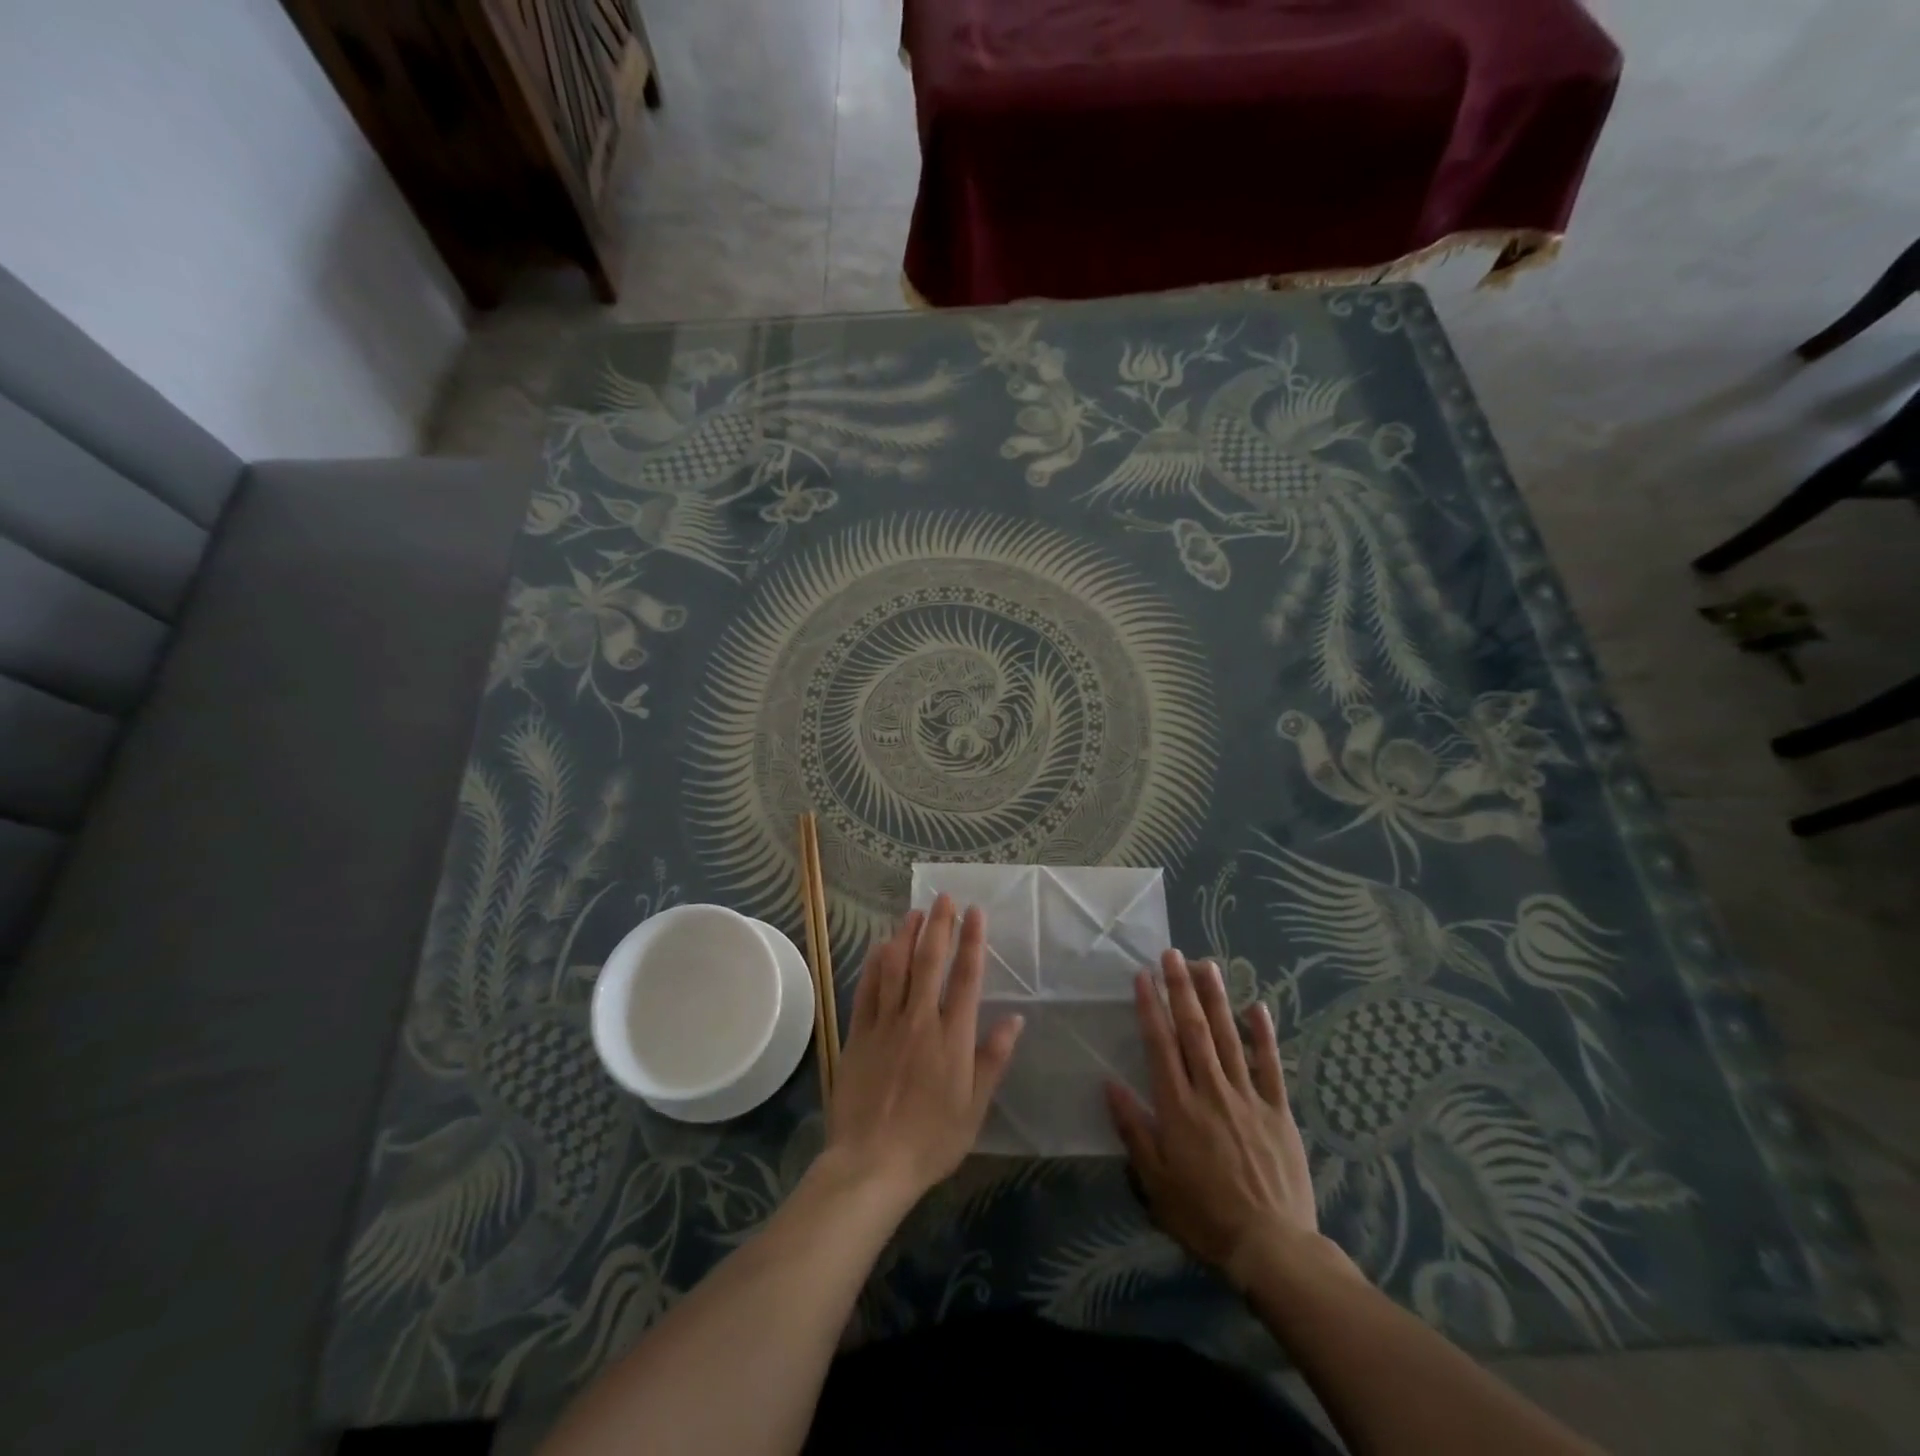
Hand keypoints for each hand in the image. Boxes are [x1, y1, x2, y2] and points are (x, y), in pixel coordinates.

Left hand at [825, 895, 1024, 1204]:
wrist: (871, 1163)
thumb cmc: (931, 1140)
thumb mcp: (974, 1108)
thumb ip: (993, 1059)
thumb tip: (1015, 1019)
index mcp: (953, 1036)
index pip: (966, 976)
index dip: (972, 940)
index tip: (975, 912)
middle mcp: (919, 1019)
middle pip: (930, 961)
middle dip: (939, 925)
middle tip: (944, 898)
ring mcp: (885, 1024)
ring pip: (896, 966)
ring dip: (906, 935)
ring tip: (914, 912)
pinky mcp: (858, 1034)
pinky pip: (867, 989)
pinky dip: (875, 964)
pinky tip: (880, 947)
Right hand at [1107, 950, 1320, 1287]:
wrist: (1271, 1246)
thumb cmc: (1204, 1215)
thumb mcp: (1155, 1181)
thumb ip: (1133, 1129)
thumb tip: (1110, 1083)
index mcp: (1178, 1107)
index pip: (1160, 1045)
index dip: (1150, 1008)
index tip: (1142, 976)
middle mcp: (1211, 1091)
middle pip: (1194, 1030)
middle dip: (1180, 988)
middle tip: (1172, 954)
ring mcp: (1248, 1097)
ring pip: (1229, 1037)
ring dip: (1216, 999)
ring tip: (1206, 965)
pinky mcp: (1278, 1110)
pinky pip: (1271, 1065)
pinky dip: (1265, 1035)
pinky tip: (1259, 1007)